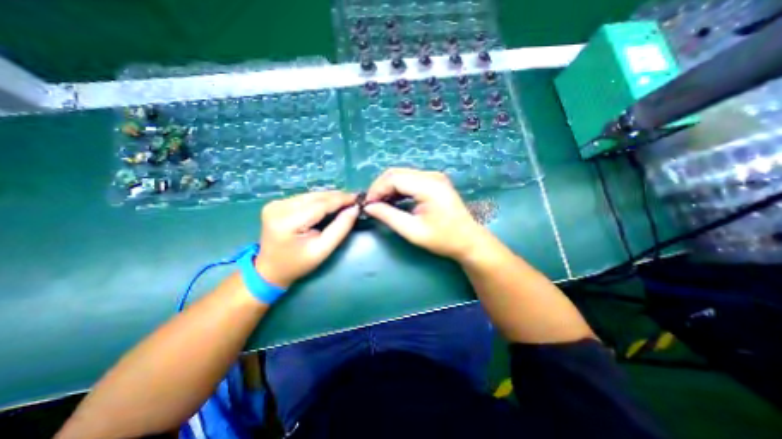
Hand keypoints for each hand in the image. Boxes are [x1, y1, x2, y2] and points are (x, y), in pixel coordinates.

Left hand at [254, 191, 355, 288]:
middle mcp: (279, 207)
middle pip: (315, 197)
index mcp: (288, 222)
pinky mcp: (277, 204)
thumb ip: (340, 228)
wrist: (269, 270)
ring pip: (311, 195)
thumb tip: (354, 209)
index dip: (341, 200)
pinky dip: (319, 200)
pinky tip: (330, 204)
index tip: (358, 198)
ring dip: (329, 197)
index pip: (320, 205)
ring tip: (345, 201)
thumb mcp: (323, 250)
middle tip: (354, 200)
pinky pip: (304, 198)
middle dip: (337, 197)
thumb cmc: (298, 264)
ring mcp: (276, 204)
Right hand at [363, 168, 486, 261]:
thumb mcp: (413, 231)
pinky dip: (398, 188)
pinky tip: (392, 200)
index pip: (394, 178)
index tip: (367, 204)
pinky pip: (410, 180)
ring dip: (388, 187)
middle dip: (380, 187)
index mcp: (428, 186)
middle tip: (371, 204)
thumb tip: (368, 207)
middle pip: (396, 173)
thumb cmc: (443, 239)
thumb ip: (389, 216)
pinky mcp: (434, 182)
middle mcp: (431, 175)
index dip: (377, 189)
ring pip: (402, 175)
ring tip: (379, 204)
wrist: (468, 240)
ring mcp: (434, 177)